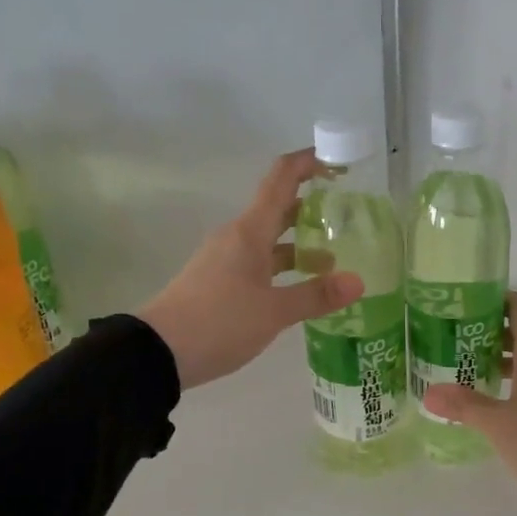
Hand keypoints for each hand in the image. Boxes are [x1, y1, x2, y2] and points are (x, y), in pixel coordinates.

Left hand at [138, 149, 362, 389]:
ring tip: (333, 260)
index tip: (337, 162)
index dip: (308, 163)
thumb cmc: (219, 322)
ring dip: (299, 244)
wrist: (158, 352)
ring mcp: (225, 259)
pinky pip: (258, 262)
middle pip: (277, 209)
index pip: (281, 179)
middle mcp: (237, 237)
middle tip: (348, 216)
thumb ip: (315, 295)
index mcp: (249, 231)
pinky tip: (301, 287)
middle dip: (312, 208)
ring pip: (269, 240)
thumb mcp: (273, 312)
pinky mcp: (219, 282)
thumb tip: (358, 282)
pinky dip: (282, 267)